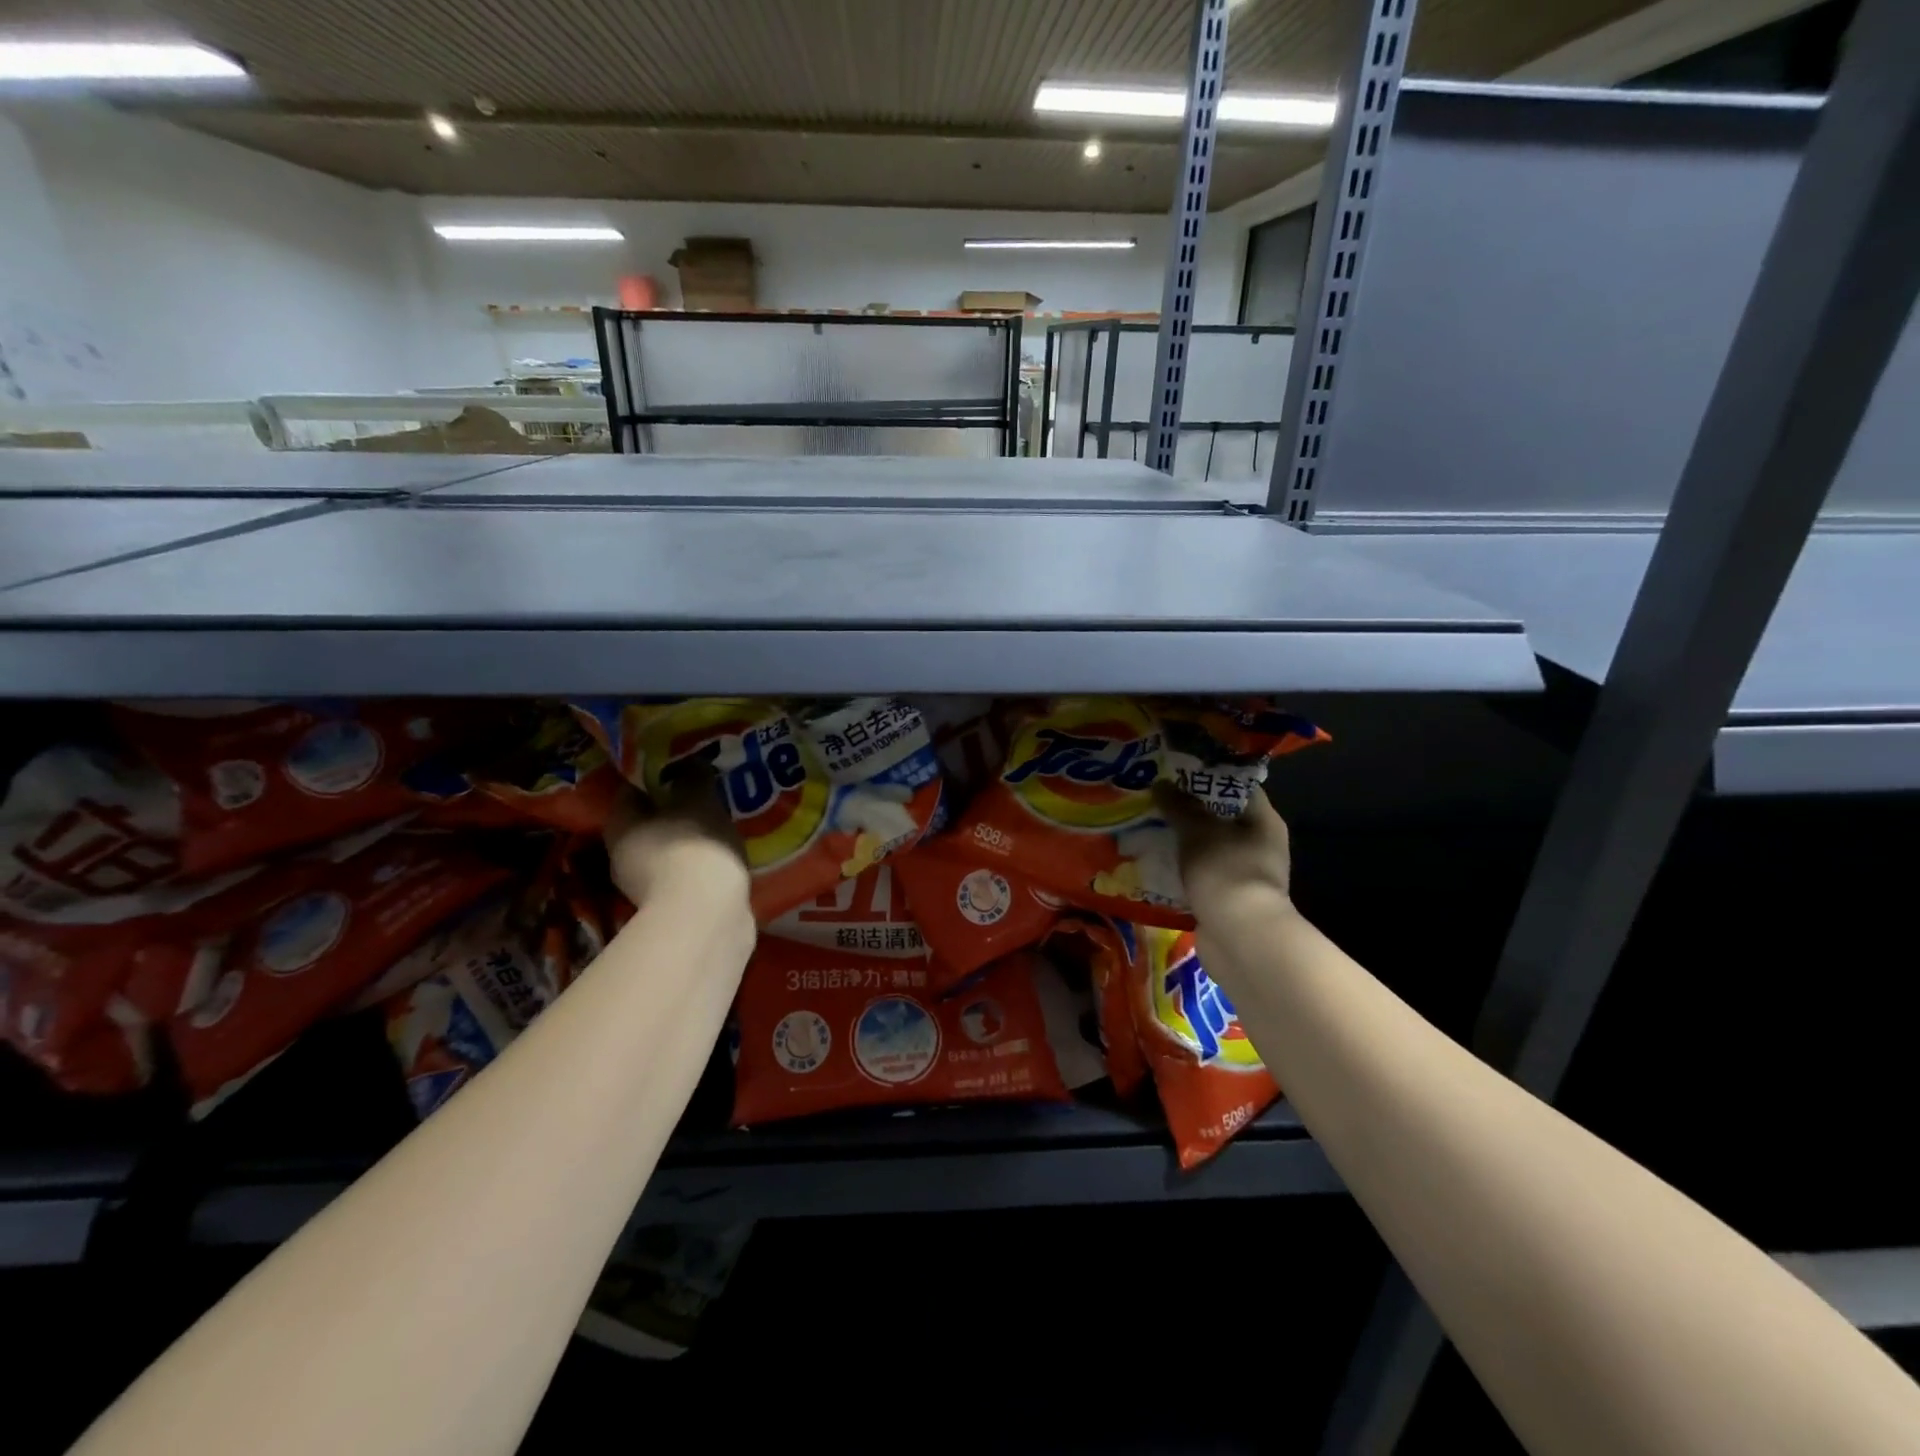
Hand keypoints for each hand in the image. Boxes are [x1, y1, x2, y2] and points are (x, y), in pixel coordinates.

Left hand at [603, 769, 749, 910]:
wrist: (705, 916)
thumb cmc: (693, 846)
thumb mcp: (698, 798)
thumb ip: (693, 777)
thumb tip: (691, 763)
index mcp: (620, 824)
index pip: (631, 790)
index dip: (655, 776)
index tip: (683, 767)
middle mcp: (623, 855)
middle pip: (649, 822)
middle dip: (676, 808)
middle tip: (706, 793)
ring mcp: (645, 886)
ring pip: (669, 848)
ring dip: (690, 837)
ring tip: (722, 823)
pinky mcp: (672, 906)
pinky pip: (686, 872)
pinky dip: (701, 862)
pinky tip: (725, 854)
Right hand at [1154, 780, 1293, 914]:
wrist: (1239, 938)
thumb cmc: (1225, 871)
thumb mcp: (1197, 831)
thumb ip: (1179, 806)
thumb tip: (1161, 784)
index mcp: (1263, 821)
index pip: (1236, 787)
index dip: (1207, 776)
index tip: (1175, 770)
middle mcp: (1259, 844)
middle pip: (1219, 818)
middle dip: (1187, 810)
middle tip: (1154, 798)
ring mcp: (1243, 874)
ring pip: (1206, 848)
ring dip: (1181, 841)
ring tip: (1147, 827)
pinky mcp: (1226, 899)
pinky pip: (1199, 875)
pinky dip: (1179, 869)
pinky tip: (1152, 861)